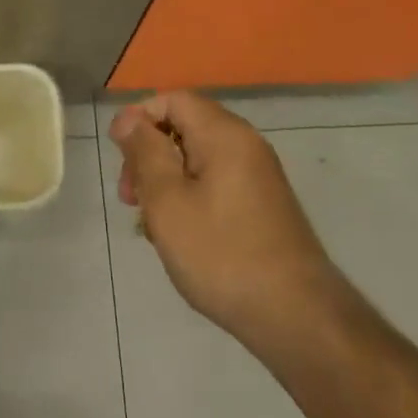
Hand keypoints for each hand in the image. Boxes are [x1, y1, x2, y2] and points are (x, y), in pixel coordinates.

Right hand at [109, 92, 343, 352]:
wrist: (298, 318)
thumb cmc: (222, 254)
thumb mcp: (168, 201)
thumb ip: (145, 153)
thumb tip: (128, 119)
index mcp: (223, 134)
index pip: (173, 99)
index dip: (139, 119)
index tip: (119, 158)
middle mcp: (245, 144)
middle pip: (185, 127)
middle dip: (150, 155)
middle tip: (131, 198)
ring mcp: (259, 175)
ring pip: (198, 159)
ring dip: (167, 181)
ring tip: (151, 224)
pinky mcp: (264, 205)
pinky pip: (216, 183)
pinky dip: (191, 197)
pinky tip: (180, 237)